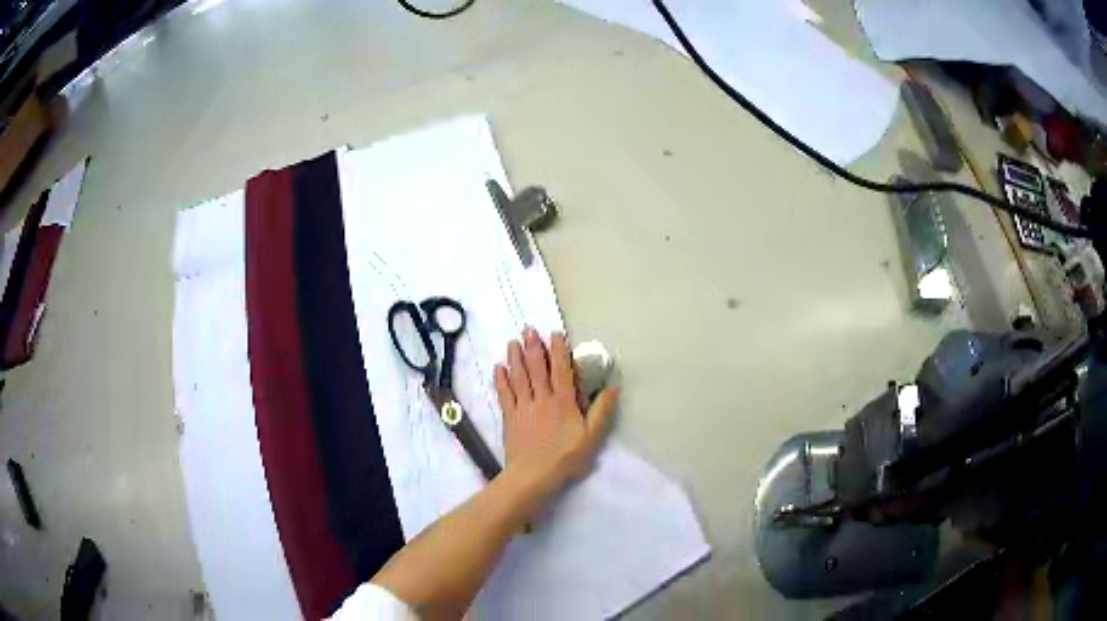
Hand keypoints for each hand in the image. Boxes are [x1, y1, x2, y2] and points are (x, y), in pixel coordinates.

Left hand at [494, 328, 618, 494]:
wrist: (533, 476)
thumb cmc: (566, 458)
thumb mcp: (592, 437)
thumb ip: (602, 411)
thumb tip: (612, 386)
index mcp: (563, 402)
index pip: (561, 370)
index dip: (558, 350)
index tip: (555, 333)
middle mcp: (542, 399)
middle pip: (536, 369)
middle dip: (533, 347)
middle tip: (528, 329)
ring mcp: (523, 408)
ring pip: (518, 377)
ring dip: (515, 358)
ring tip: (512, 342)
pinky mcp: (510, 418)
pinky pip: (504, 394)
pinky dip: (501, 380)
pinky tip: (498, 368)